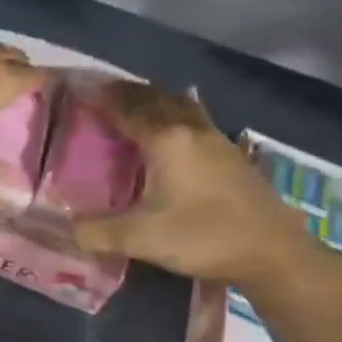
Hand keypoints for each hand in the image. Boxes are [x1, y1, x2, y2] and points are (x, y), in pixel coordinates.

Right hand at [71, 81, 310, 287]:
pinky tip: (170, 124)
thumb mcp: (142, 239)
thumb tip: (67, 226)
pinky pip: (192, 116)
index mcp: (166, 140)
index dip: (97, 97)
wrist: (274, 253)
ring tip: (130, 101)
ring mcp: (214, 138)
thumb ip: (97, 231)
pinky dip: (171, 110)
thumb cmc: (205, 238)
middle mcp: (190, 128)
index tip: (75, 88)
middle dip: (123, 91)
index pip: (124, 109)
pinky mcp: (229, 153)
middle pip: (152, 97)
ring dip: (150, 97)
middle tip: (97, 92)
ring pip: (177, 103)